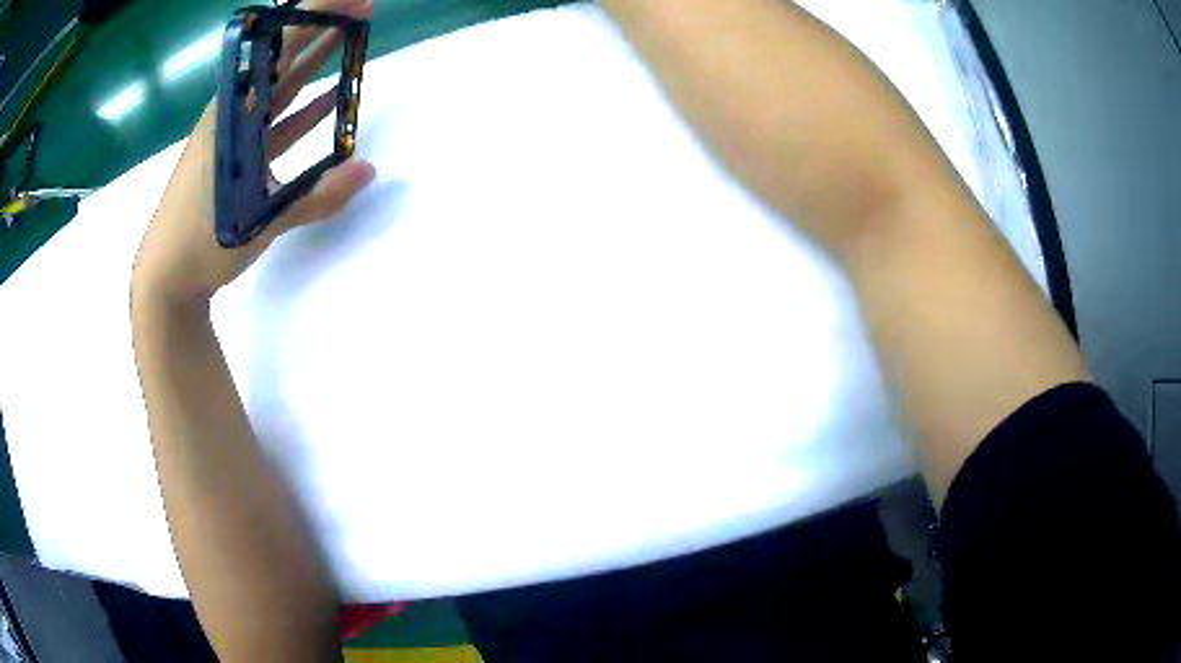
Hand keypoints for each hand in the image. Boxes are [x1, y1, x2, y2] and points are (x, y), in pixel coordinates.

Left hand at [133, 0, 375, 304]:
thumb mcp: (260, 221)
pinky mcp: (236, 161)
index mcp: (234, 117)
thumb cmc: (202, 244)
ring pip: (279, 91)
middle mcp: (233, 117)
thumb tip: (368, 170)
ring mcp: (234, 138)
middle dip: (322, 31)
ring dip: (313, 66)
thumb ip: (316, 197)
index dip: (316, 18)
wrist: (164, 279)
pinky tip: (324, 104)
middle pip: (282, 62)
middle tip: (360, 10)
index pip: (280, 51)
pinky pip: (274, 126)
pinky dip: (299, 114)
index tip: (351, 0)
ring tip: (348, 41)